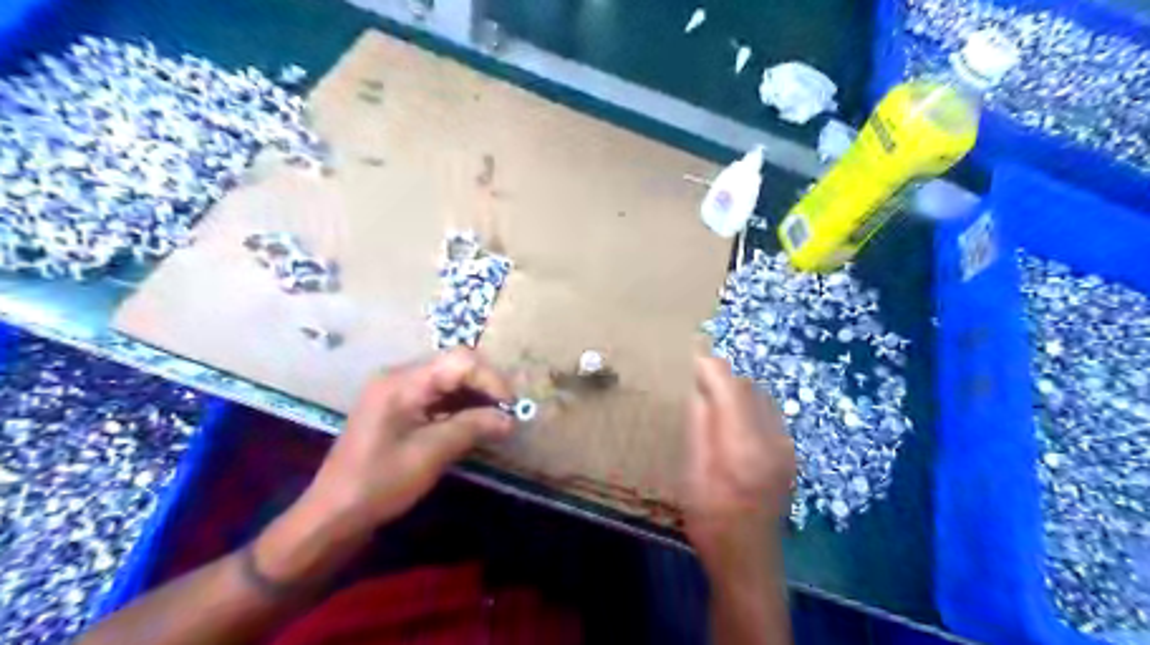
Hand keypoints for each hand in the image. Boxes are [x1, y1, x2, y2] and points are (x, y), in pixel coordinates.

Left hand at [299, 347, 510, 533]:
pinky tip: (474, 425)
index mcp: (402, 381)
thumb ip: (472, 428)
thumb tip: (510, 419)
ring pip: (449, 380)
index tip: (511, 407)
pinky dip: (459, 407)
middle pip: (455, 366)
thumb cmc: (379, 483)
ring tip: (496, 421)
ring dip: (475, 397)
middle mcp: (400, 377)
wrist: (333, 514)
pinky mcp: (399, 408)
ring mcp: (397, 391)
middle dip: (486, 386)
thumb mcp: (430, 454)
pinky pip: (437, 396)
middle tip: (507, 414)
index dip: (491, 379)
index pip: (459, 361)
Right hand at [682, 355, 791, 580]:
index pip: (730, 386)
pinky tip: (732, 422)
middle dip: (722, 377)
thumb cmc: (710, 520)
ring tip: (712, 398)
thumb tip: (698, 388)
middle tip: (695, 380)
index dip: (710, 367)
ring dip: (736, 390)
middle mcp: (773, 438)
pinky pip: (769, 414)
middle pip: (748, 387)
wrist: (749, 561)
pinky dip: (748, 406)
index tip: (691, 356)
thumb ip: (699, 427)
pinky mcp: (790, 454)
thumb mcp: (692, 473)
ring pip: (760, 397)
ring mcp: (786, 446)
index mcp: (743, 444)